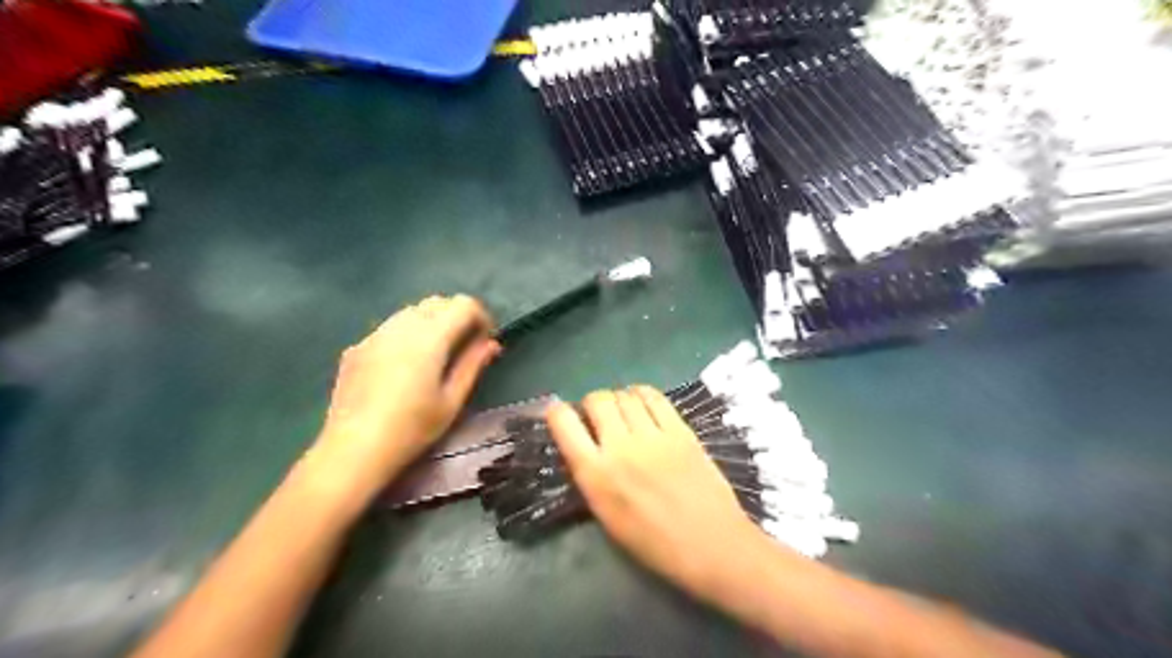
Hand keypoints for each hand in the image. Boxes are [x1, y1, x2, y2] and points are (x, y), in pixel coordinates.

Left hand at [310, 293, 498, 492]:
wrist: (354, 449)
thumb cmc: (412, 428)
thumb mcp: (452, 400)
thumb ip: (473, 365)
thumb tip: (491, 343)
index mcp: (430, 337)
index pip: (463, 304)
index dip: (481, 316)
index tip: (485, 340)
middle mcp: (402, 326)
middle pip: (437, 302)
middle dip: (457, 316)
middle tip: (465, 346)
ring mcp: (375, 335)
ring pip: (411, 311)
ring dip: (431, 322)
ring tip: (436, 355)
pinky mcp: (357, 348)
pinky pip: (389, 328)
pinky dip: (407, 335)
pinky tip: (404, 366)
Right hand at [548, 387, 766, 597]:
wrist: (710, 545)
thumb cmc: (654, 543)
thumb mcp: (606, 515)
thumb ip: (591, 476)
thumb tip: (585, 446)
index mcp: (595, 474)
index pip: (563, 422)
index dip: (557, 412)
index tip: (563, 416)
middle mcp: (620, 447)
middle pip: (597, 399)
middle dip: (592, 403)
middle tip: (600, 417)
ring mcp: (653, 436)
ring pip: (625, 395)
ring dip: (619, 399)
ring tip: (624, 412)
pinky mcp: (680, 430)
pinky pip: (654, 397)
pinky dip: (643, 394)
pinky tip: (644, 404)